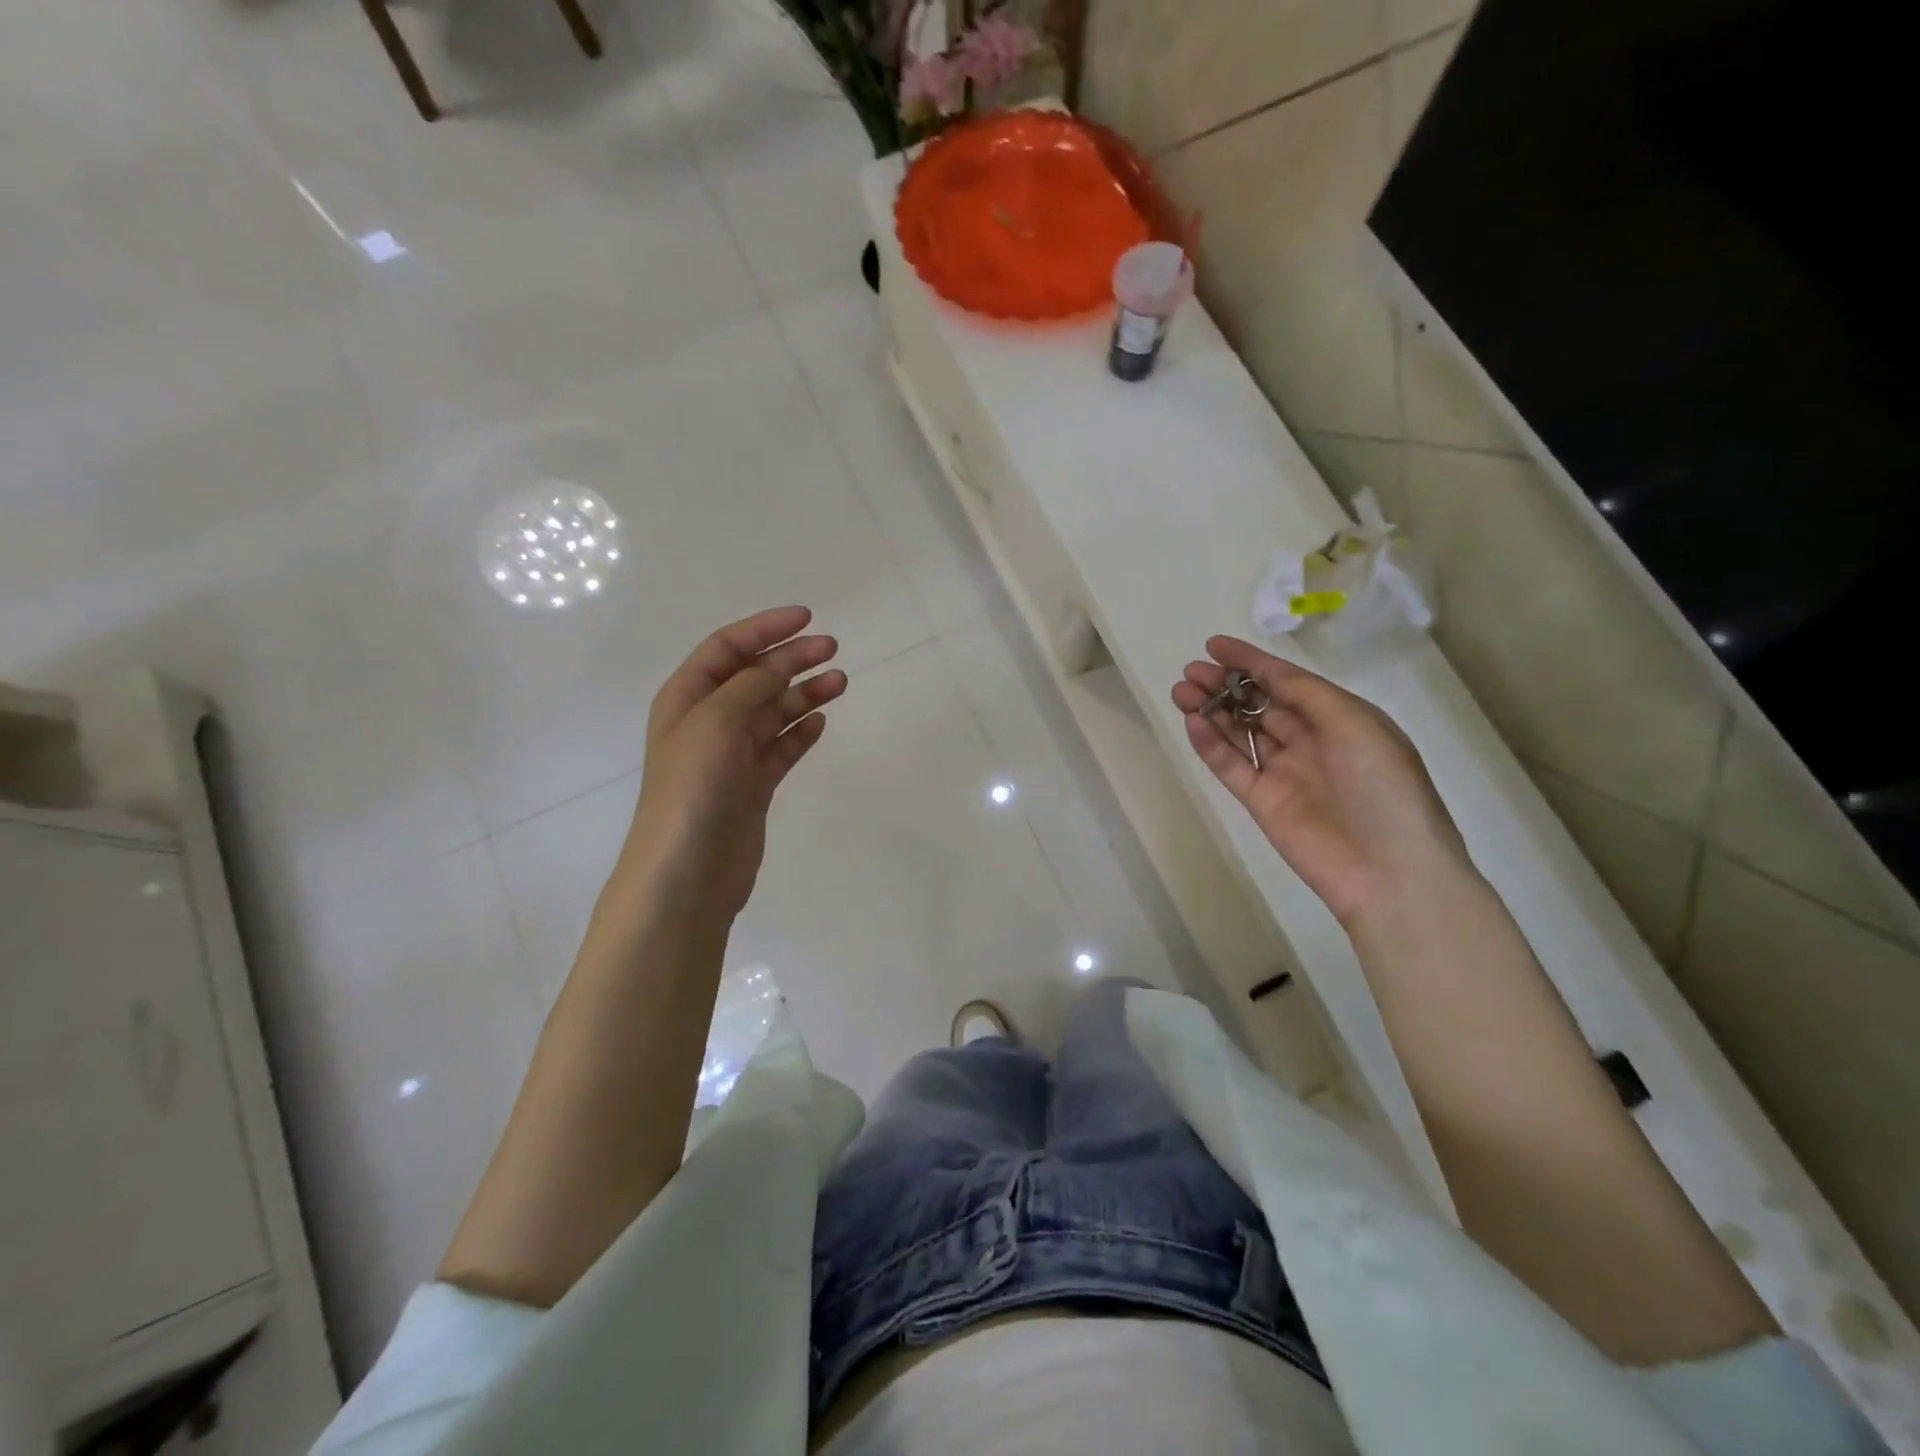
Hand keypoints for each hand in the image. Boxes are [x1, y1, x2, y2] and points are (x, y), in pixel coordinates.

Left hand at [618, 607, 845, 922]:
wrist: (688, 873)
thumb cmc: (693, 789)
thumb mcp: (717, 722)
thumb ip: (752, 686)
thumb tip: (781, 662)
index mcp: (687, 699)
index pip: (728, 648)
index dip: (765, 629)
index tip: (807, 618)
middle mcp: (708, 722)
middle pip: (754, 677)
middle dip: (791, 659)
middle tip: (833, 649)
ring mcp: (731, 757)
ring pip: (773, 713)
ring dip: (804, 694)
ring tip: (840, 683)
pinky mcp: (752, 787)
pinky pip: (781, 749)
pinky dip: (800, 734)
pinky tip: (820, 724)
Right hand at [1171, 635, 1471, 925]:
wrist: (1390, 872)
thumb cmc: (1384, 788)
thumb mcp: (1356, 725)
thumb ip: (1306, 694)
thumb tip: (1264, 673)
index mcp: (1340, 720)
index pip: (1287, 682)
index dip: (1250, 661)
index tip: (1213, 645)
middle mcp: (1310, 742)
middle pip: (1257, 705)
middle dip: (1224, 684)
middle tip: (1191, 671)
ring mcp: (1284, 773)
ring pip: (1239, 733)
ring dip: (1211, 709)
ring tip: (1181, 691)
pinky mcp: (1262, 802)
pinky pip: (1230, 767)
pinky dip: (1209, 744)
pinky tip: (1192, 722)